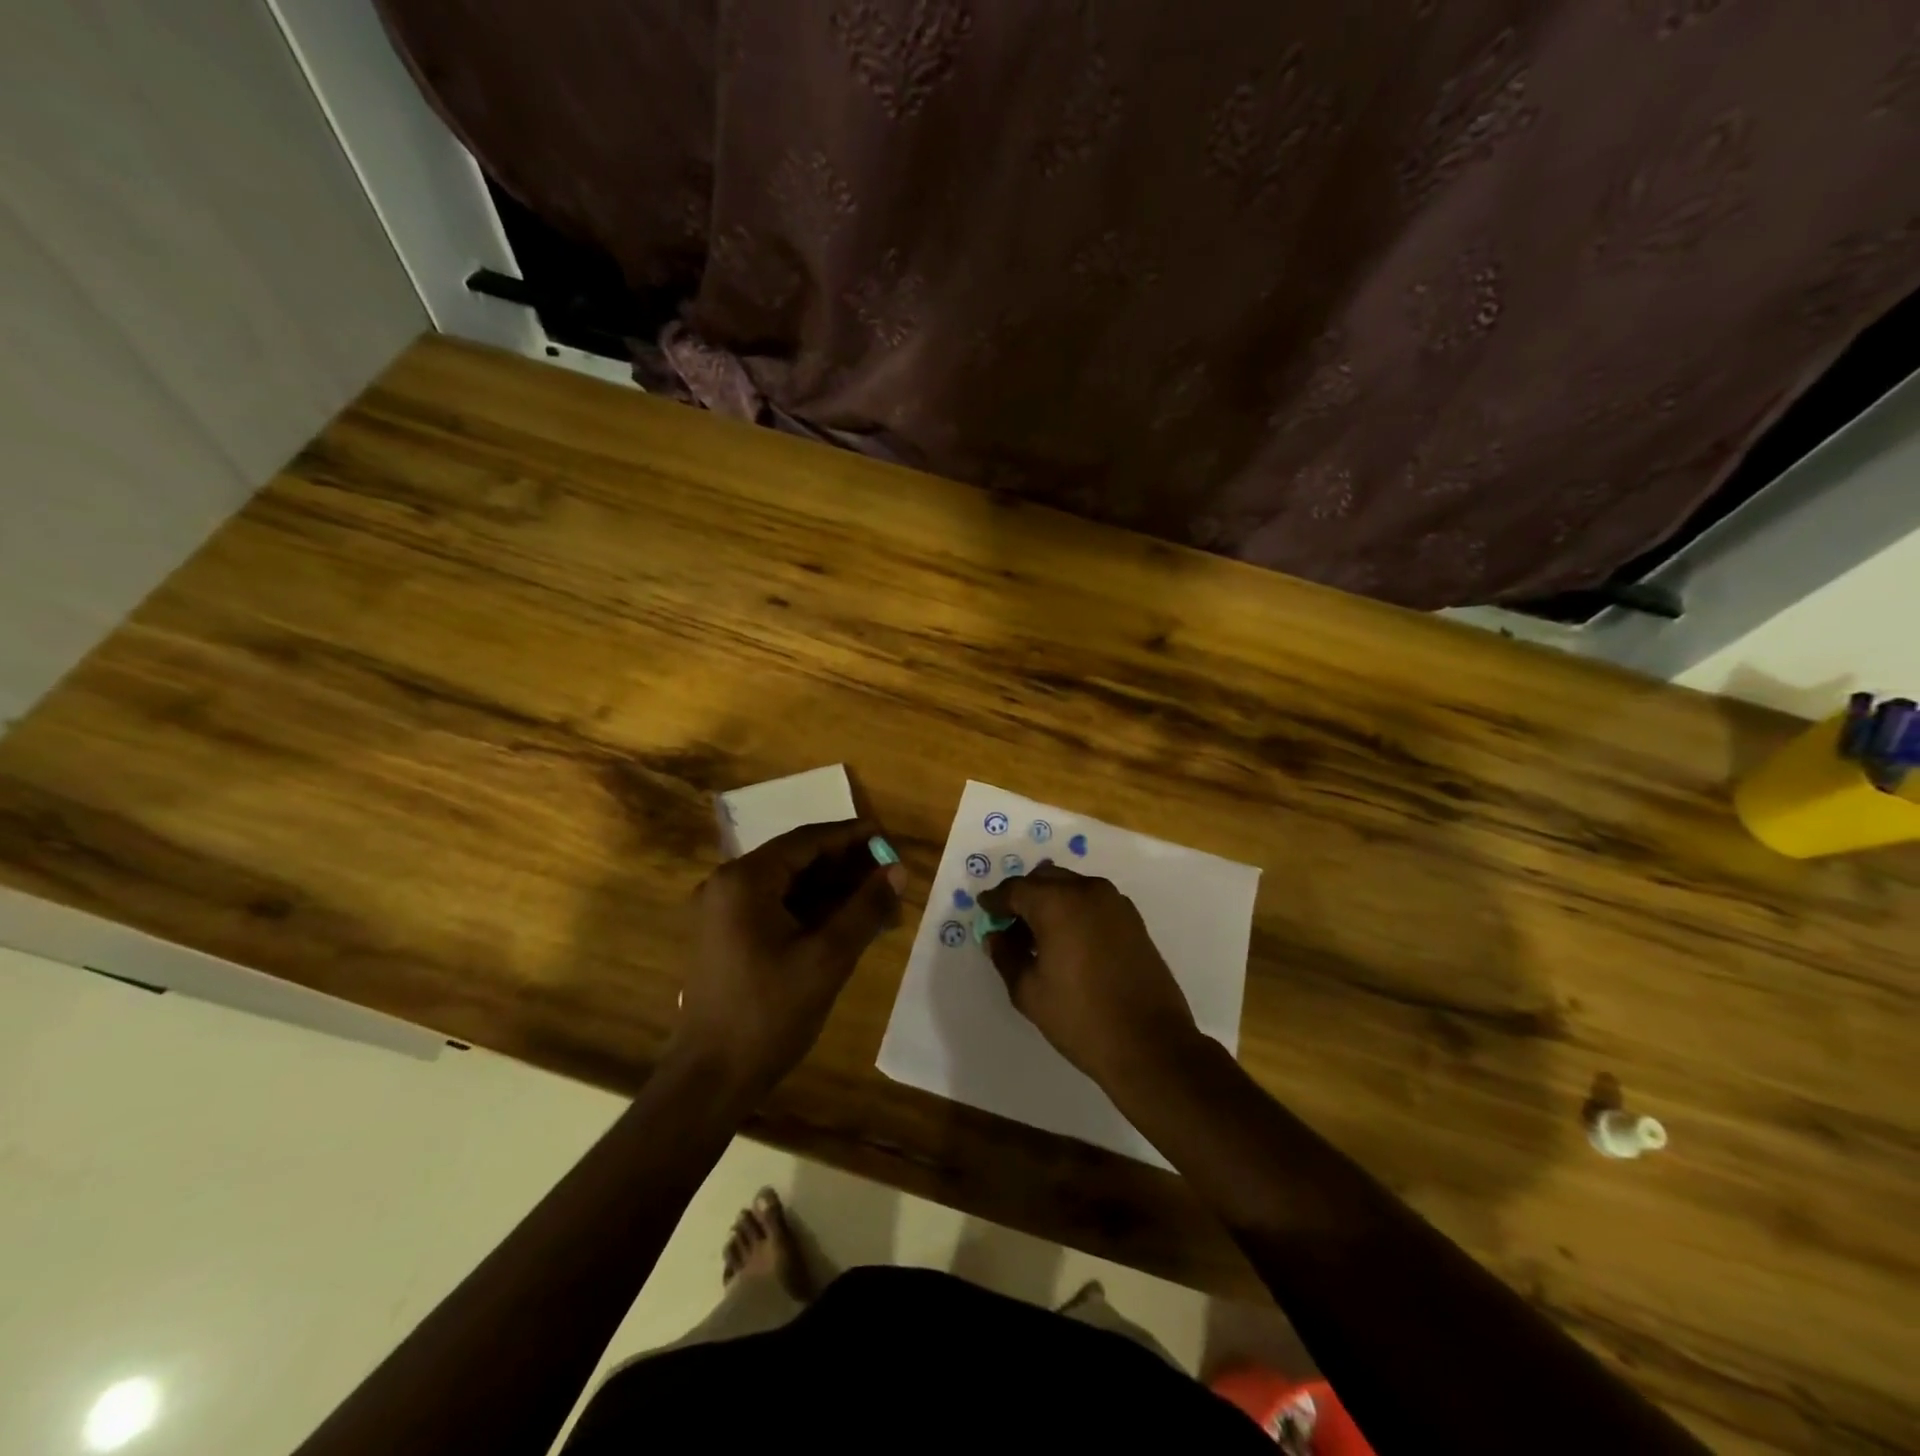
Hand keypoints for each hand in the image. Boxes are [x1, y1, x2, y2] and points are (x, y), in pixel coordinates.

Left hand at [674, 819, 905, 1098]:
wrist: (711, 1078)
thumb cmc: (769, 1013)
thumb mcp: (828, 958)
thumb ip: (865, 908)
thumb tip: (898, 870)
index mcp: (745, 880)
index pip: (807, 841)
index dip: (852, 837)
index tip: (889, 837)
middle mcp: (728, 885)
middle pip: (798, 861)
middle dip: (847, 868)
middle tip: (891, 874)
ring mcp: (724, 912)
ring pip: (790, 887)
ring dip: (834, 892)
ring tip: (880, 903)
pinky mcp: (728, 937)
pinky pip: (777, 909)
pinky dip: (813, 912)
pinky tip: (850, 924)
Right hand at [977, 863, 1199, 1086]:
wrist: (1150, 1044)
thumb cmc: (1080, 1018)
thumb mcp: (1029, 991)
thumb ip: (1006, 956)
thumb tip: (996, 936)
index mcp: (1057, 903)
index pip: (1016, 889)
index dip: (995, 900)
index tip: (984, 910)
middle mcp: (1087, 891)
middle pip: (1045, 879)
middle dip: (1023, 896)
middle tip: (1008, 924)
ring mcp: (1115, 903)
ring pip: (1071, 886)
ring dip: (1050, 901)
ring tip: (1037, 936)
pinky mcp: (1133, 919)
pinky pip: (1093, 901)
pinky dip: (1074, 909)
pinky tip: (1067, 940)